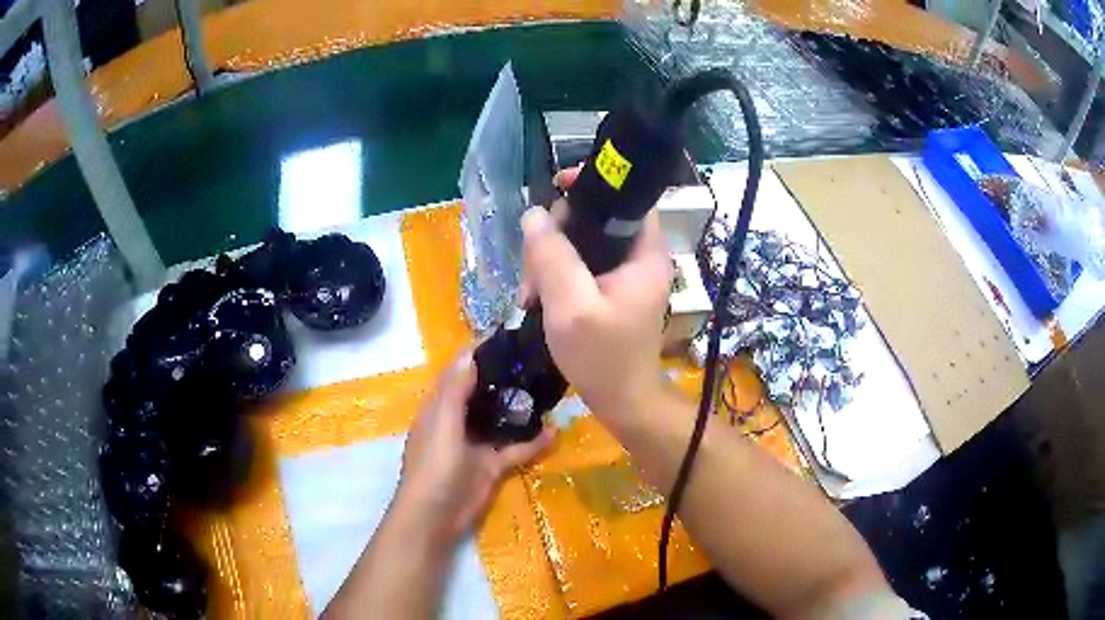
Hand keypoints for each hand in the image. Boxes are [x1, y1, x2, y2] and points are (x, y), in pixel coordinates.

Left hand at [391, 353, 554, 548]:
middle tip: (539, 359)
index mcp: (441, 405)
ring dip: (520, 408)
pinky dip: (532, 443)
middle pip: (483, 391)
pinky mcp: (490, 466)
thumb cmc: (434, 466)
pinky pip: (514, 450)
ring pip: (500, 419)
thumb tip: (471, 353)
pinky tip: (554, 433)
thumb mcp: (443, 423)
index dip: (480, 351)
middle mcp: (458, 419)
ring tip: (549, 388)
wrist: (434, 516)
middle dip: (506, 376)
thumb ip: (456, 390)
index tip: (510, 334)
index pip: (460, 369)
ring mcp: (475, 444)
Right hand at [520, 169, 673, 427]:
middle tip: (533, 269)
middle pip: (597, 220)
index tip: (557, 189)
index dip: (594, 186)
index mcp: (645, 253)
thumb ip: (552, 257)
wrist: (621, 402)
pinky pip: (580, 267)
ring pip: (583, 244)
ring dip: (551, 260)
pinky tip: (538, 298)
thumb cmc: (603, 358)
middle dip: (558, 236)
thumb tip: (534, 214)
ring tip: (531, 292)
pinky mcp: (611, 292)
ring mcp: (625, 277)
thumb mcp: (571, 306)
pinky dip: (557, 277)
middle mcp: (639, 258)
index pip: (627, 198)